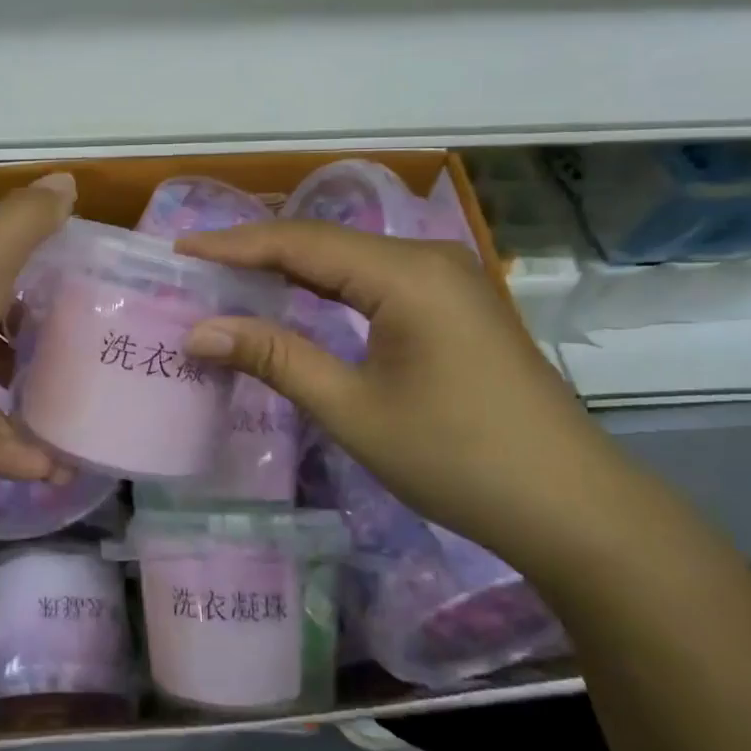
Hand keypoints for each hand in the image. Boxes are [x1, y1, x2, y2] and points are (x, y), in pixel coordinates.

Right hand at [177, 221, 625, 557]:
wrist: (572, 508)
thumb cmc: (457, 459)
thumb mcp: (353, 410)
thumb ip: (275, 358)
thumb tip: (200, 331)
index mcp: (406, 274)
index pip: (300, 243)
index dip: (234, 245)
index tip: (178, 249)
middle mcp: (428, 259)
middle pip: (324, 242)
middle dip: (256, 252)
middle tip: (194, 266)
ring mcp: (447, 279)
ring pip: (349, 258)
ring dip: (290, 268)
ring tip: (229, 278)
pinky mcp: (454, 304)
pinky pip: (374, 279)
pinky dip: (327, 286)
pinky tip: (295, 299)